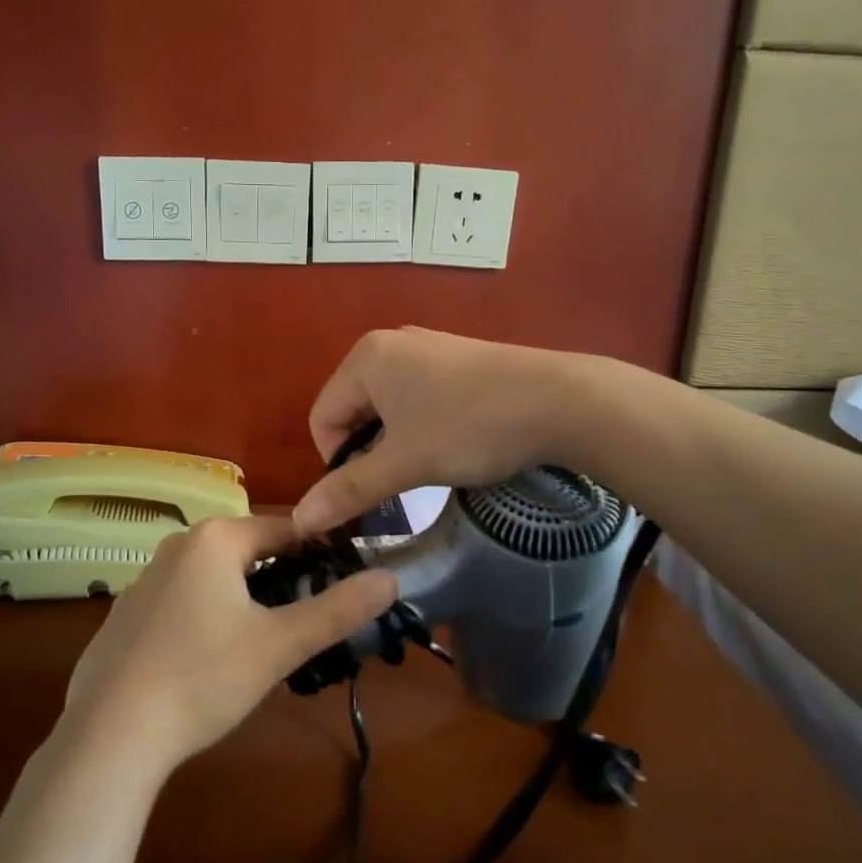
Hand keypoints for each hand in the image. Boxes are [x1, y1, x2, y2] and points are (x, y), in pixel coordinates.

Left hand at [64, 514, 396, 771]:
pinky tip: (206, 664)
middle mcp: (177, 546)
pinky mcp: (125, 615)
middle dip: (279, 580)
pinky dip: (204, 619)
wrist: (110, 734)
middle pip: (247, 552)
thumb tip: (391, 578)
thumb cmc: (203, 677)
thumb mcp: (280, 645)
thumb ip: (338, 610)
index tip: (342, 582)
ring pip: (213, 578)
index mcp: (214, 539)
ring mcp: (144, 580)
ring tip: (262, 646)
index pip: (283, 529)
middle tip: (303, 623)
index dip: (318, 552)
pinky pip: (180, 602)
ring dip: (243, 600)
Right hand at [293, 328, 590, 532]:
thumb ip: (349, 489)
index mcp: (365, 358)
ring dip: (397, 442)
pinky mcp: (457, 358)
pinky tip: (454, 442)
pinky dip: (423, 426)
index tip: (373, 490)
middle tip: (403, 480)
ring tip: (430, 464)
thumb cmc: (469, 427)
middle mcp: (389, 343)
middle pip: (353, 410)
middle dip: (369, 451)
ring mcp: (427, 347)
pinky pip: (418, 396)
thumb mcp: (404, 463)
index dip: (337, 462)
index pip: (322, 417)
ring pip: (388, 407)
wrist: (562, 401)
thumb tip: (300, 520)